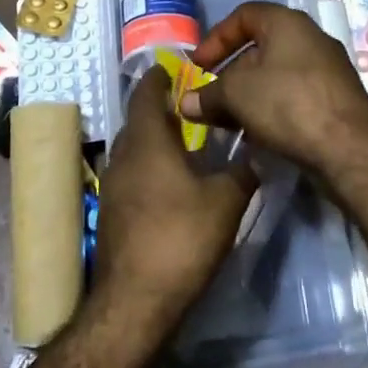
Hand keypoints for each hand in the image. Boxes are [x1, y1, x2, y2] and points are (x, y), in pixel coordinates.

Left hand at [94, 67, 257, 319]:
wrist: (135, 301)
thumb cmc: (181, 239)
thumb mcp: (225, 202)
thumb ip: (242, 174)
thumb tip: (256, 156)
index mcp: (148, 143)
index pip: (146, 95)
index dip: (158, 78)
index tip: (171, 67)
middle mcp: (123, 157)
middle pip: (137, 121)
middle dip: (158, 109)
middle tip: (188, 105)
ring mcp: (111, 186)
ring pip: (132, 149)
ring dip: (153, 140)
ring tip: (183, 142)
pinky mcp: (110, 213)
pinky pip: (130, 174)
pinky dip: (148, 167)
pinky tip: (169, 183)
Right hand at [180, 2, 367, 177]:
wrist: (349, 150)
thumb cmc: (288, 104)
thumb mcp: (236, 95)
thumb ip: (208, 95)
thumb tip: (186, 103)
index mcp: (288, 23)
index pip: (244, 15)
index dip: (216, 37)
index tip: (198, 65)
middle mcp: (311, 38)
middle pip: (260, 47)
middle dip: (229, 72)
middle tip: (210, 97)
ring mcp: (328, 69)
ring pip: (276, 74)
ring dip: (248, 94)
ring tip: (228, 120)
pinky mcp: (336, 99)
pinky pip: (294, 95)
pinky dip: (271, 107)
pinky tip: (257, 133)